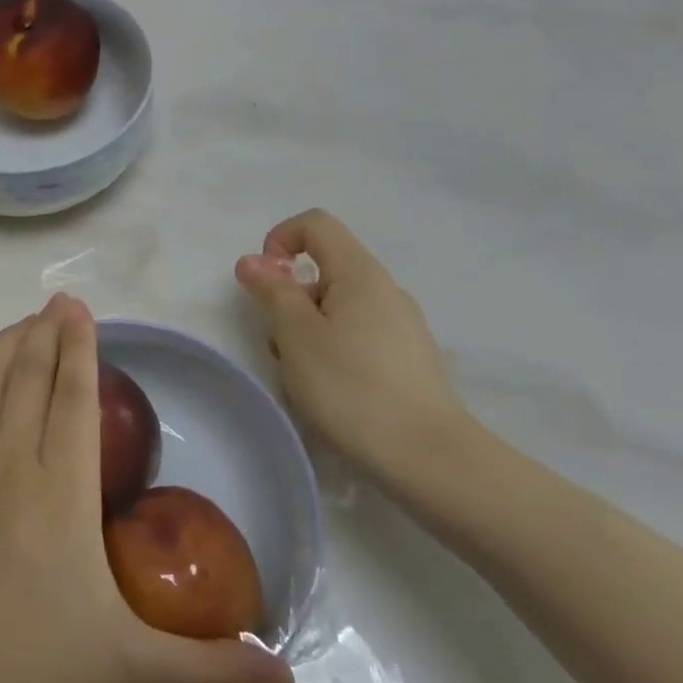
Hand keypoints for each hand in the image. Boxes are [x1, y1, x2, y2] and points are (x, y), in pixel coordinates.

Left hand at [0, 294, 294, 682]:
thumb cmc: (33, 671)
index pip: (73, 397)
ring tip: (23, 325)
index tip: (81, 310)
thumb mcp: (133, 671)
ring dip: (5, 347)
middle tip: (58, 303)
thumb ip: (212, 669)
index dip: (79, 347)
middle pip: (29, 376)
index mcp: (61, 489)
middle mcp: (9, 460)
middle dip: (45, 332)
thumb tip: (287, 675)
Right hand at [235, 210, 469, 489]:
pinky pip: (358, 337)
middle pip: (324, 272)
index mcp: (360, 274)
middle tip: (281, 348)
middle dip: (290, 301)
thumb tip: (253, 261)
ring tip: (304, 380)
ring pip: (338, 310)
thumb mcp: (297, 336)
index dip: (280, 240)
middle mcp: (386, 290)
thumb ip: (273, 292)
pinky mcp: (409, 360)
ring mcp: (403, 326)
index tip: (266, 283)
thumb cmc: (351, 387)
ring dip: (308, 333)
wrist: (429, 458)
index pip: (316, 224)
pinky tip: (333, 395)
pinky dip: (333, 353)